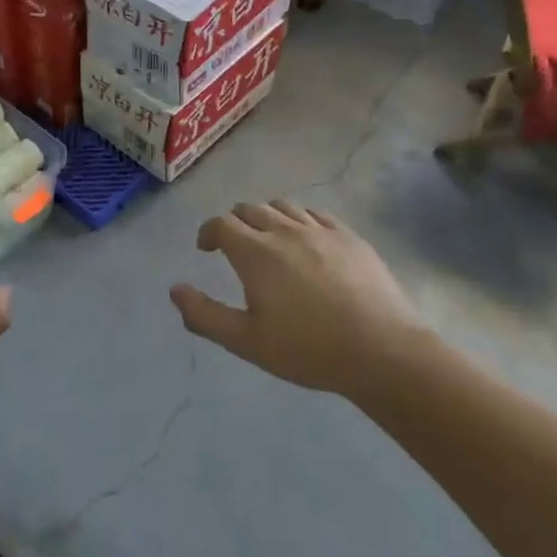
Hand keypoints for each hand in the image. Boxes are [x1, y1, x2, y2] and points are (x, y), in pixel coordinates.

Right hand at [172, 202, 418, 398]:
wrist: (381, 351)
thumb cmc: (308, 349)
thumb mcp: (246, 341)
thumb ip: (205, 315)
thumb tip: (175, 290)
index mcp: (256, 252)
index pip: (222, 224)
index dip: (208, 232)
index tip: (206, 248)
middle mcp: (285, 230)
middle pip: (250, 209)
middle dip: (235, 222)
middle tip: (234, 245)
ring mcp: (321, 230)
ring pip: (283, 206)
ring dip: (267, 216)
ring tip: (268, 239)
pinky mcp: (350, 237)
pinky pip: (316, 214)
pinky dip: (300, 219)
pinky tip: (305, 240)